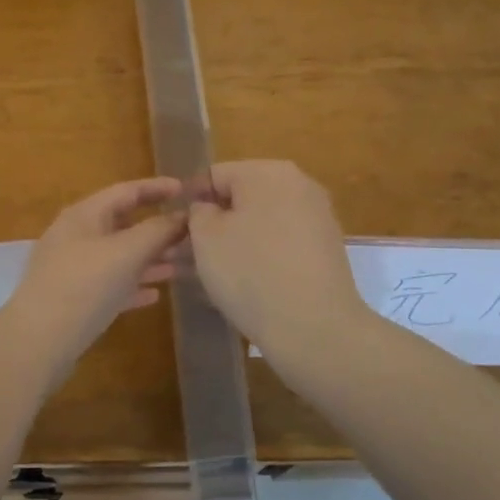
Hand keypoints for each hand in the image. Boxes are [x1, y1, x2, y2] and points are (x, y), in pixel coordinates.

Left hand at [2, 178, 186, 383]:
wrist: (39, 341)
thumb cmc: (84, 286)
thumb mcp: (126, 252)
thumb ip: (157, 231)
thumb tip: (183, 215)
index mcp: (84, 215)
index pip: (126, 191)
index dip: (157, 187)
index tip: (187, 189)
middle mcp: (76, 236)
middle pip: (123, 224)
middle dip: (157, 228)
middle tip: (191, 234)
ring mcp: (72, 269)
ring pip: (118, 256)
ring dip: (150, 258)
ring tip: (182, 264)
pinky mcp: (74, 299)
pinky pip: (110, 284)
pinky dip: (133, 285)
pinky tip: (155, 295)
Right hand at [188, 160, 367, 357]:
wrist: (314, 327)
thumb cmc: (250, 272)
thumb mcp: (205, 237)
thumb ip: (198, 211)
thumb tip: (208, 208)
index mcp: (267, 172)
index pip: (215, 175)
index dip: (190, 200)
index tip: (173, 229)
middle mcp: (299, 185)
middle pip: (242, 198)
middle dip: (213, 223)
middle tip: (186, 254)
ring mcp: (317, 217)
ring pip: (261, 222)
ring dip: (234, 241)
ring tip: (209, 273)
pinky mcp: (326, 249)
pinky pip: (281, 243)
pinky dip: (260, 256)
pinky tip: (243, 283)